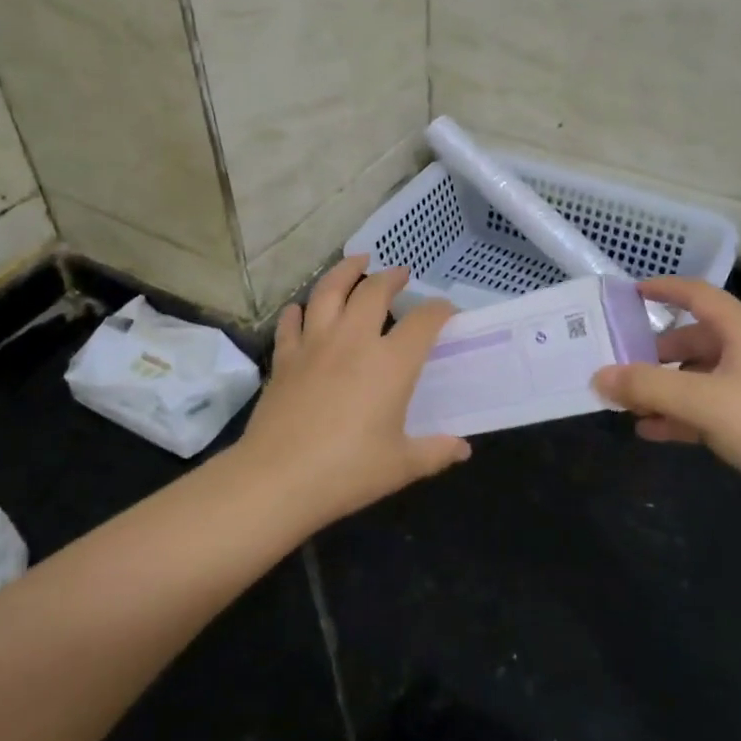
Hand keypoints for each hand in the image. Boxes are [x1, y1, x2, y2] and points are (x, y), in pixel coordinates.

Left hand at [235, 255, 469, 527]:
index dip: (439, 310)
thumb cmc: (347, 472)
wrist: (277, 479)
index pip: (424, 321)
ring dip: (345, 271)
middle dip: (391, 277)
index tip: (446, 311)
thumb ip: (436, 451)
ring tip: (357, 261)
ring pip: (329, 291)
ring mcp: (315, 344)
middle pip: (374, 291)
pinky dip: (299, 310)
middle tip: (400, 274)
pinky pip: (292, 322)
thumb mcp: (402, 465)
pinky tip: (302, 308)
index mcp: (391, 363)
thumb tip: (463, 449)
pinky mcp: (285, 358)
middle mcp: (354, 340)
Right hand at [594, 277, 740, 521]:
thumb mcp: (701, 402)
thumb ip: (646, 387)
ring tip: (629, 405)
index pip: (698, 295)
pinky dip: (684, 415)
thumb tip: (598, 376)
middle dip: (656, 354)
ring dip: (666, 389)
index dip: (663, 290)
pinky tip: (654, 432)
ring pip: (703, 377)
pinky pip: (714, 408)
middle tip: (621, 365)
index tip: (629, 294)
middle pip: (696, 340)